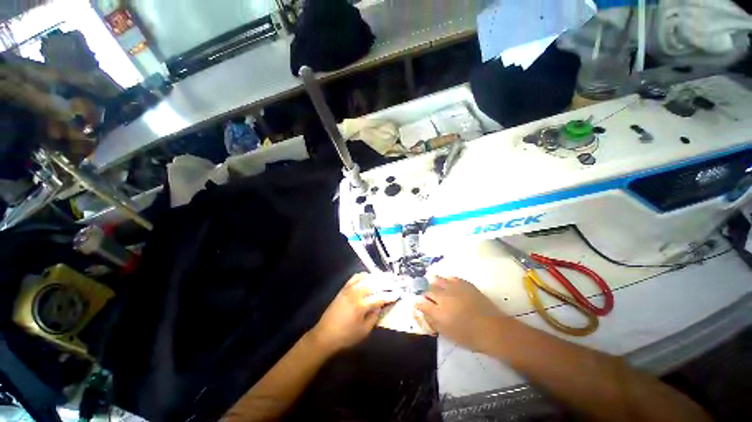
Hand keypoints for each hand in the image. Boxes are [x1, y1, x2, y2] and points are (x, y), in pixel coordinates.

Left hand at [310, 273, 399, 353]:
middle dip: (386, 282)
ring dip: (377, 276)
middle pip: (374, 284)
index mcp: (361, 305)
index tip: (398, 294)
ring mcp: (349, 289)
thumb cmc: (346, 336)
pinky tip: (369, 276)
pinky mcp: (344, 289)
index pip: (380, 297)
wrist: (325, 335)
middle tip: (394, 282)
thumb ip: (374, 316)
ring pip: (365, 278)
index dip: (390, 296)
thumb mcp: (364, 331)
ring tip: (385, 277)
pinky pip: (355, 277)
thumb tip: (381, 305)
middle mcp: (356, 293)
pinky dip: (363, 275)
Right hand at [415, 276, 504, 352]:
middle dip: (426, 293)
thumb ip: (433, 321)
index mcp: (438, 312)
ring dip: (434, 283)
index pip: (421, 302)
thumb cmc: (469, 336)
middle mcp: (443, 297)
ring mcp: (454, 288)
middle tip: (429, 298)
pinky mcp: (464, 284)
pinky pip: (451, 278)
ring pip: (437, 280)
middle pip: (428, 290)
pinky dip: (447, 280)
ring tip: (435, 286)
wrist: (493, 329)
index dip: (419, 303)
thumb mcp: (447, 333)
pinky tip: (448, 283)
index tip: (420, 305)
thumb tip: (425, 311)